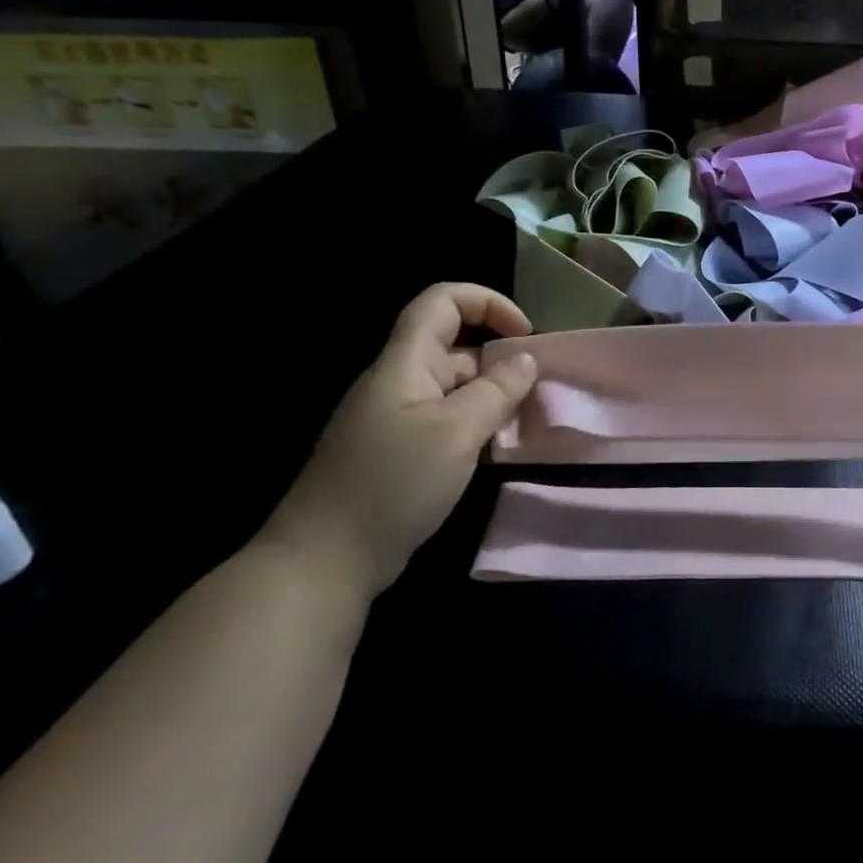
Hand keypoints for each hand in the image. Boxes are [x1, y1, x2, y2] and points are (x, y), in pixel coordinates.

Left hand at [262, 283, 537, 601]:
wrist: (324, 560)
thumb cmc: (392, 484)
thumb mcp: (456, 433)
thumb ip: (497, 391)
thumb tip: (527, 359)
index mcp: (405, 363)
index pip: (442, 301)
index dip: (487, 302)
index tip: (524, 334)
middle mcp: (400, 382)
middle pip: (455, 345)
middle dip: (500, 357)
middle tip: (537, 389)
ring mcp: (398, 418)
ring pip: (455, 387)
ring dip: (493, 395)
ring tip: (526, 422)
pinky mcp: (400, 451)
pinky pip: (447, 420)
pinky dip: (477, 425)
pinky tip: (497, 450)